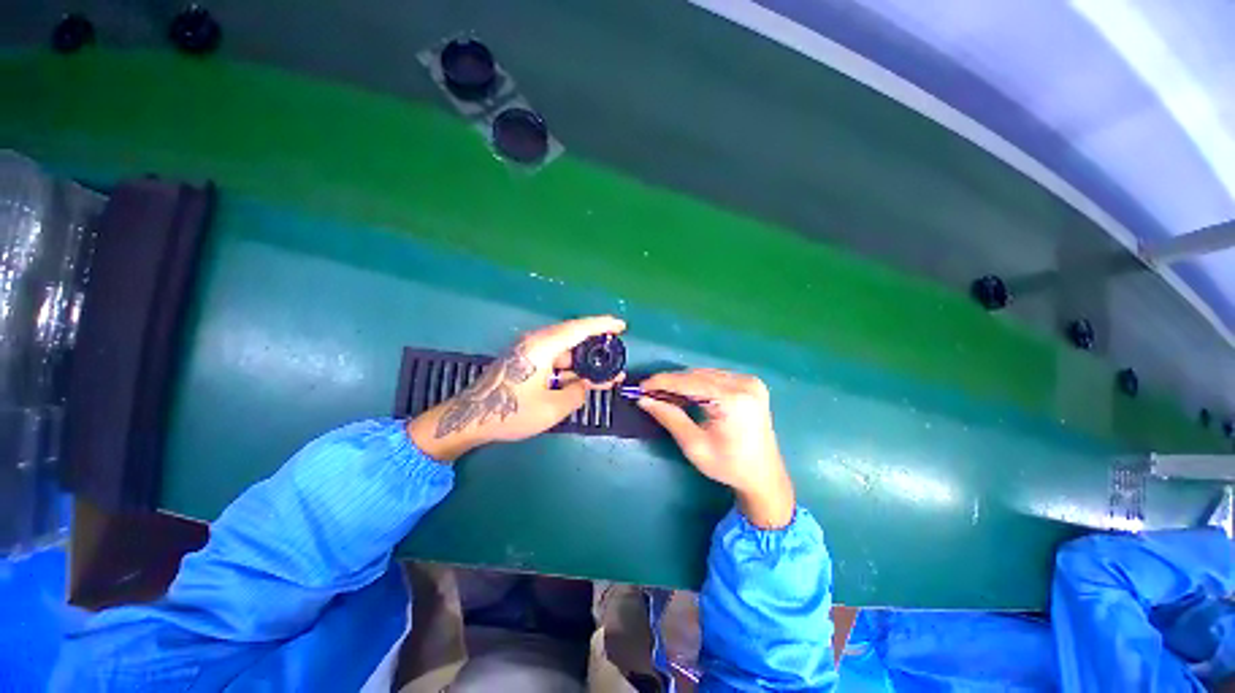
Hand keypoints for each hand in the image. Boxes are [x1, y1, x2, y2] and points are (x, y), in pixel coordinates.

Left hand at [407, 316, 626, 461]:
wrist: (469, 419)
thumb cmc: (510, 413)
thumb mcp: (552, 409)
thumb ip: (576, 394)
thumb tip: (583, 385)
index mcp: (543, 347)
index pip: (579, 328)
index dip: (603, 325)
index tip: (621, 326)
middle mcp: (536, 343)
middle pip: (573, 336)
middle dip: (596, 344)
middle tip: (616, 353)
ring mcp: (529, 352)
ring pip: (565, 350)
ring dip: (584, 360)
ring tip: (605, 373)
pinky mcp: (525, 362)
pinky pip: (555, 359)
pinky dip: (570, 367)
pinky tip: (582, 379)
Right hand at [637, 369, 794, 528]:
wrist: (764, 476)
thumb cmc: (728, 466)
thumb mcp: (694, 445)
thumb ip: (669, 417)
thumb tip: (644, 400)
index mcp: (732, 399)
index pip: (689, 382)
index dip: (662, 382)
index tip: (641, 387)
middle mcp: (744, 384)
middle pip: (697, 375)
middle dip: (671, 383)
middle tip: (649, 393)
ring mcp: (750, 382)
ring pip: (705, 374)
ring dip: (683, 383)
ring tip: (664, 395)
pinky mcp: (751, 384)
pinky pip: (716, 377)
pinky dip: (698, 384)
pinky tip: (686, 394)